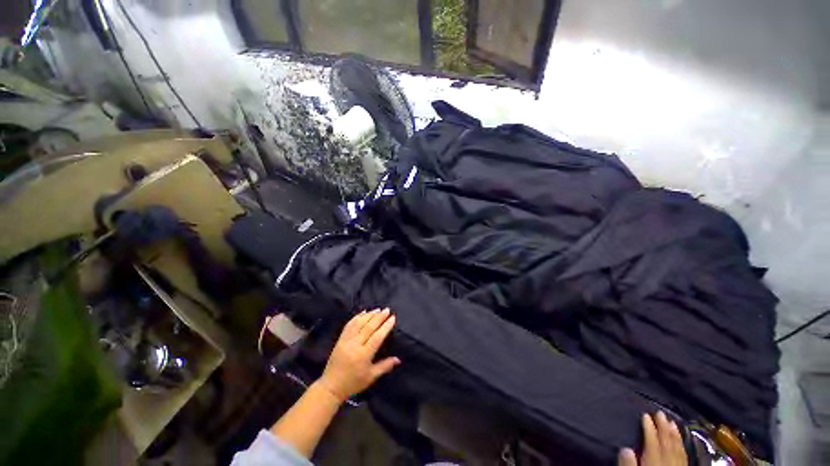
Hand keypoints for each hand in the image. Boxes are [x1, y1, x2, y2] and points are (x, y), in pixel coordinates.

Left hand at [317, 308, 400, 401]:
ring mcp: (346, 341)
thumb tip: (399, 359)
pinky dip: (357, 317)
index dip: (385, 326)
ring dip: (369, 315)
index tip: (392, 318)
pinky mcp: (340, 339)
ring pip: (359, 324)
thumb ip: (385, 366)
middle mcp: (355, 345)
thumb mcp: (371, 377)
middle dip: (379, 317)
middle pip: (368, 327)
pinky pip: (349, 325)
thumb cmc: (353, 383)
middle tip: (387, 310)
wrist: (331, 386)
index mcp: (363, 355)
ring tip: (378, 309)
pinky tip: (363, 312)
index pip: (377, 337)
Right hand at [618, 411, 686, 465]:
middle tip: (660, 412)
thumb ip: (629, 465)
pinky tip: (681, 440)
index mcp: (654, 463)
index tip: (645, 414)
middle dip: (663, 427)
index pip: (652, 443)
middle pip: (666, 443)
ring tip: (672, 422)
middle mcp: (667, 463)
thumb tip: (625, 448)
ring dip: (674, 435)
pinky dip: (682, 446)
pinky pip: (684, 456)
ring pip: (677, 449)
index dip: (649, 429)